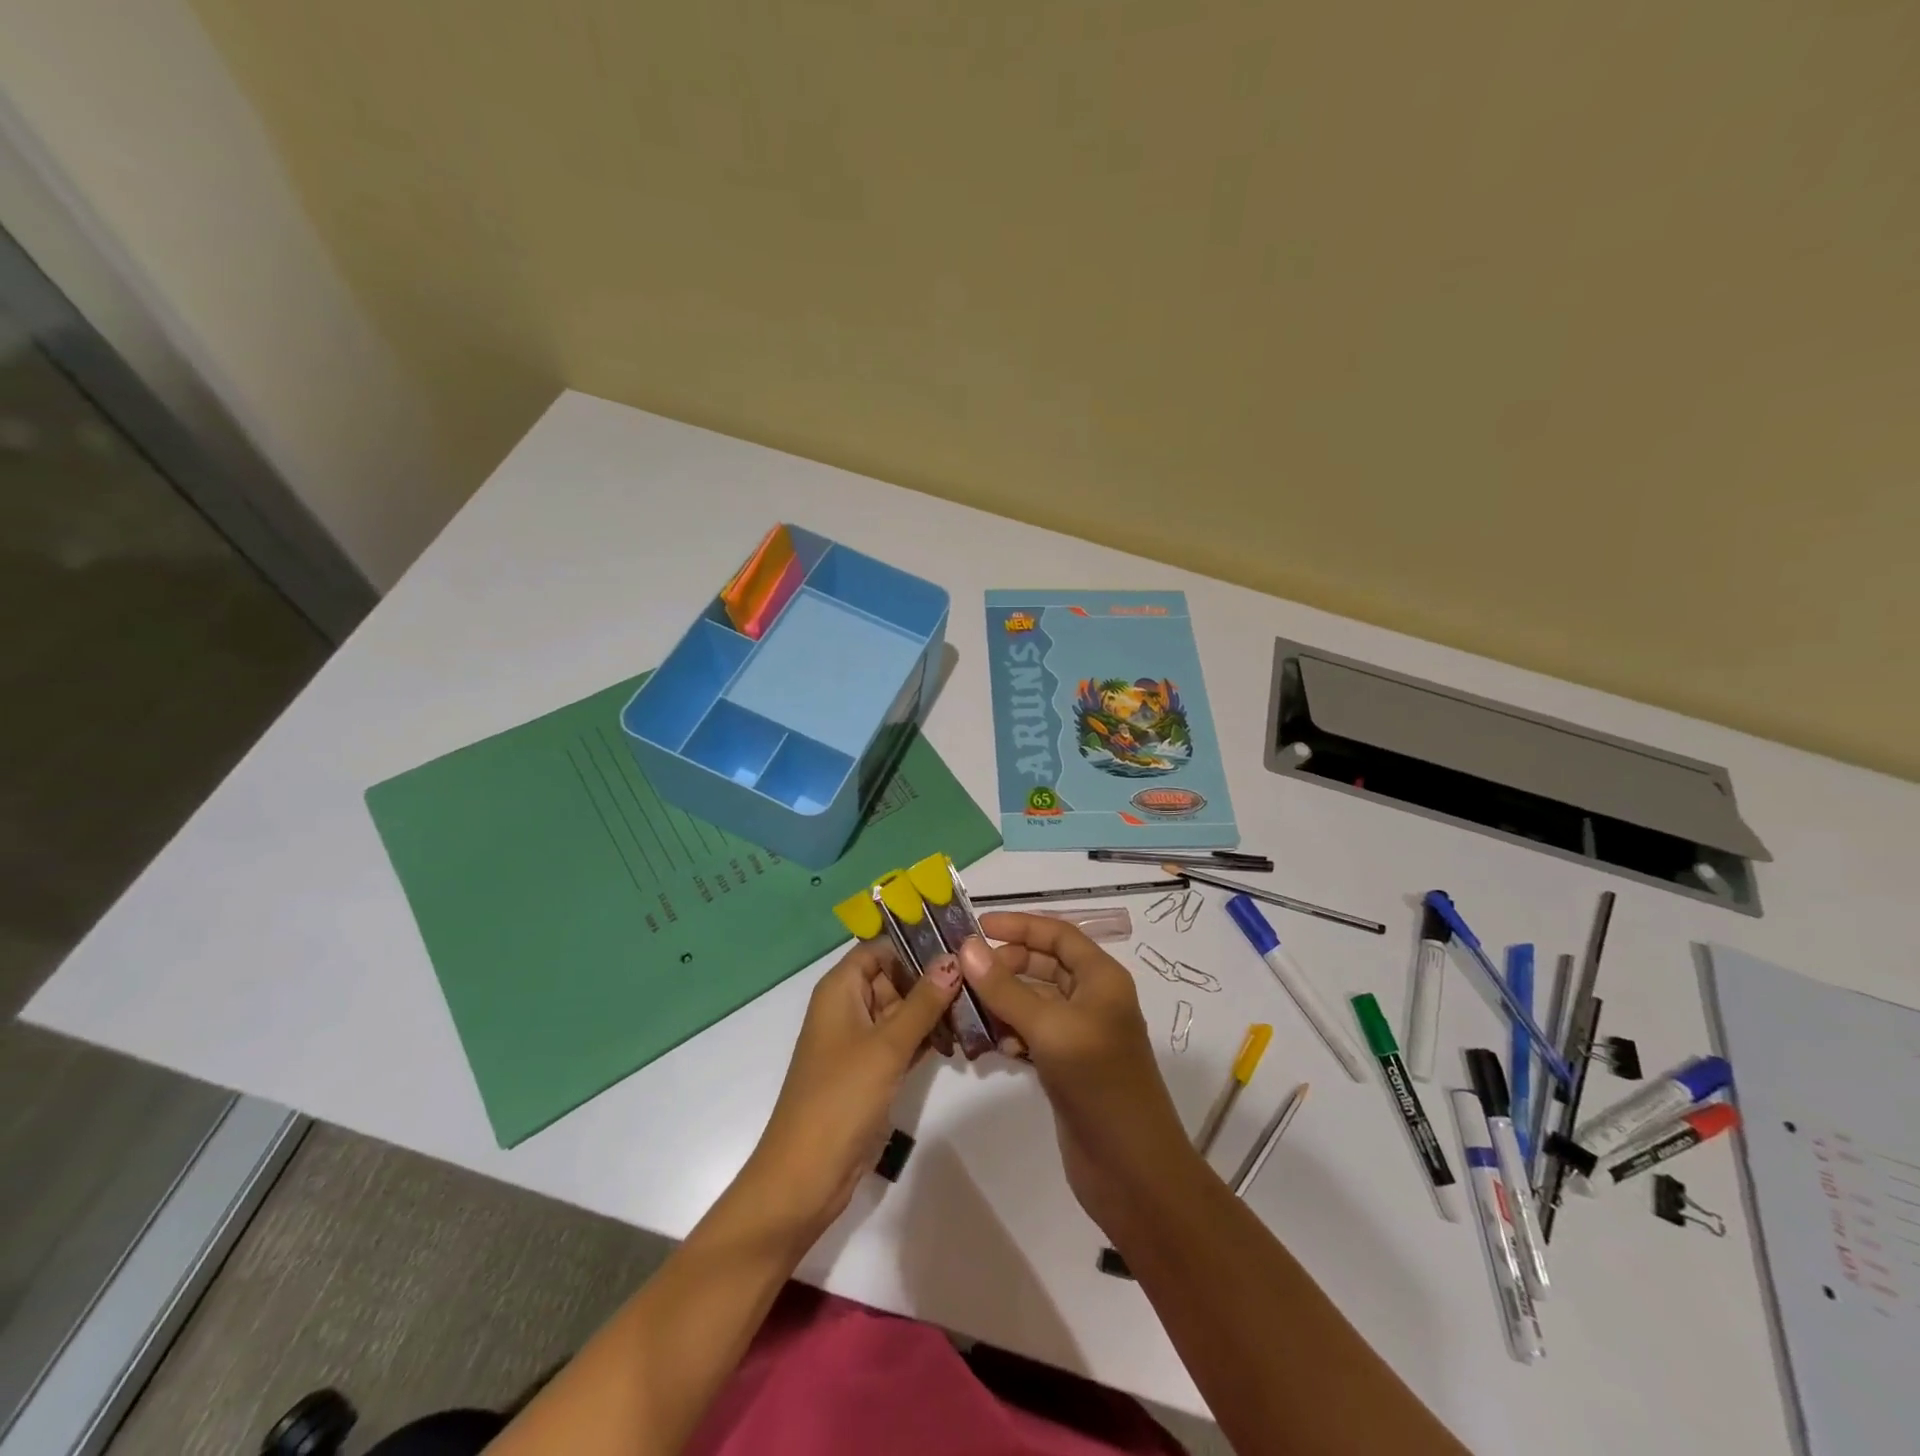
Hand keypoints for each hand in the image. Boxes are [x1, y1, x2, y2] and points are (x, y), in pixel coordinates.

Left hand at [738, 942, 960, 1246]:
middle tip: (981, 974)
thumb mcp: (886, 1045)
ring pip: (902, 1010)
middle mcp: (849, 1007)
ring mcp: (860, 1041)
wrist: (806, 1175)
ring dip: (934, 1008)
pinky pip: (903, 1040)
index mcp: (840, 989)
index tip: (957, 940)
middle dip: (932, 977)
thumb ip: (923, 1001)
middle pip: (894, 976)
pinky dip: (928, 1036)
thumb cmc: (841, 1097)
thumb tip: (953, 959)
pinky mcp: (872, 1071)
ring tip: (981, 1001)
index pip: (879, 947)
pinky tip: (963, 1034)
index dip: (914, 941)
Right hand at [960, 915, 1199, 1235]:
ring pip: (1034, 1000)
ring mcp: (1080, 1034)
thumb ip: (1005, 988)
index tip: (977, 927)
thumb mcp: (1050, 1028)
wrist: (1132, 1170)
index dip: (1019, 925)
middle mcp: (1093, 998)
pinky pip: (1033, 1033)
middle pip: (1044, 964)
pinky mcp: (1067, 1065)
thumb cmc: (1098, 1084)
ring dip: (1003, 1001)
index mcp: (1101, 978)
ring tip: (969, 1010)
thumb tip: (967, 948)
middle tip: (966, 975)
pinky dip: (1011, 1032)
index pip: (1058, 933)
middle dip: (1006, 965)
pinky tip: (993, 1046)